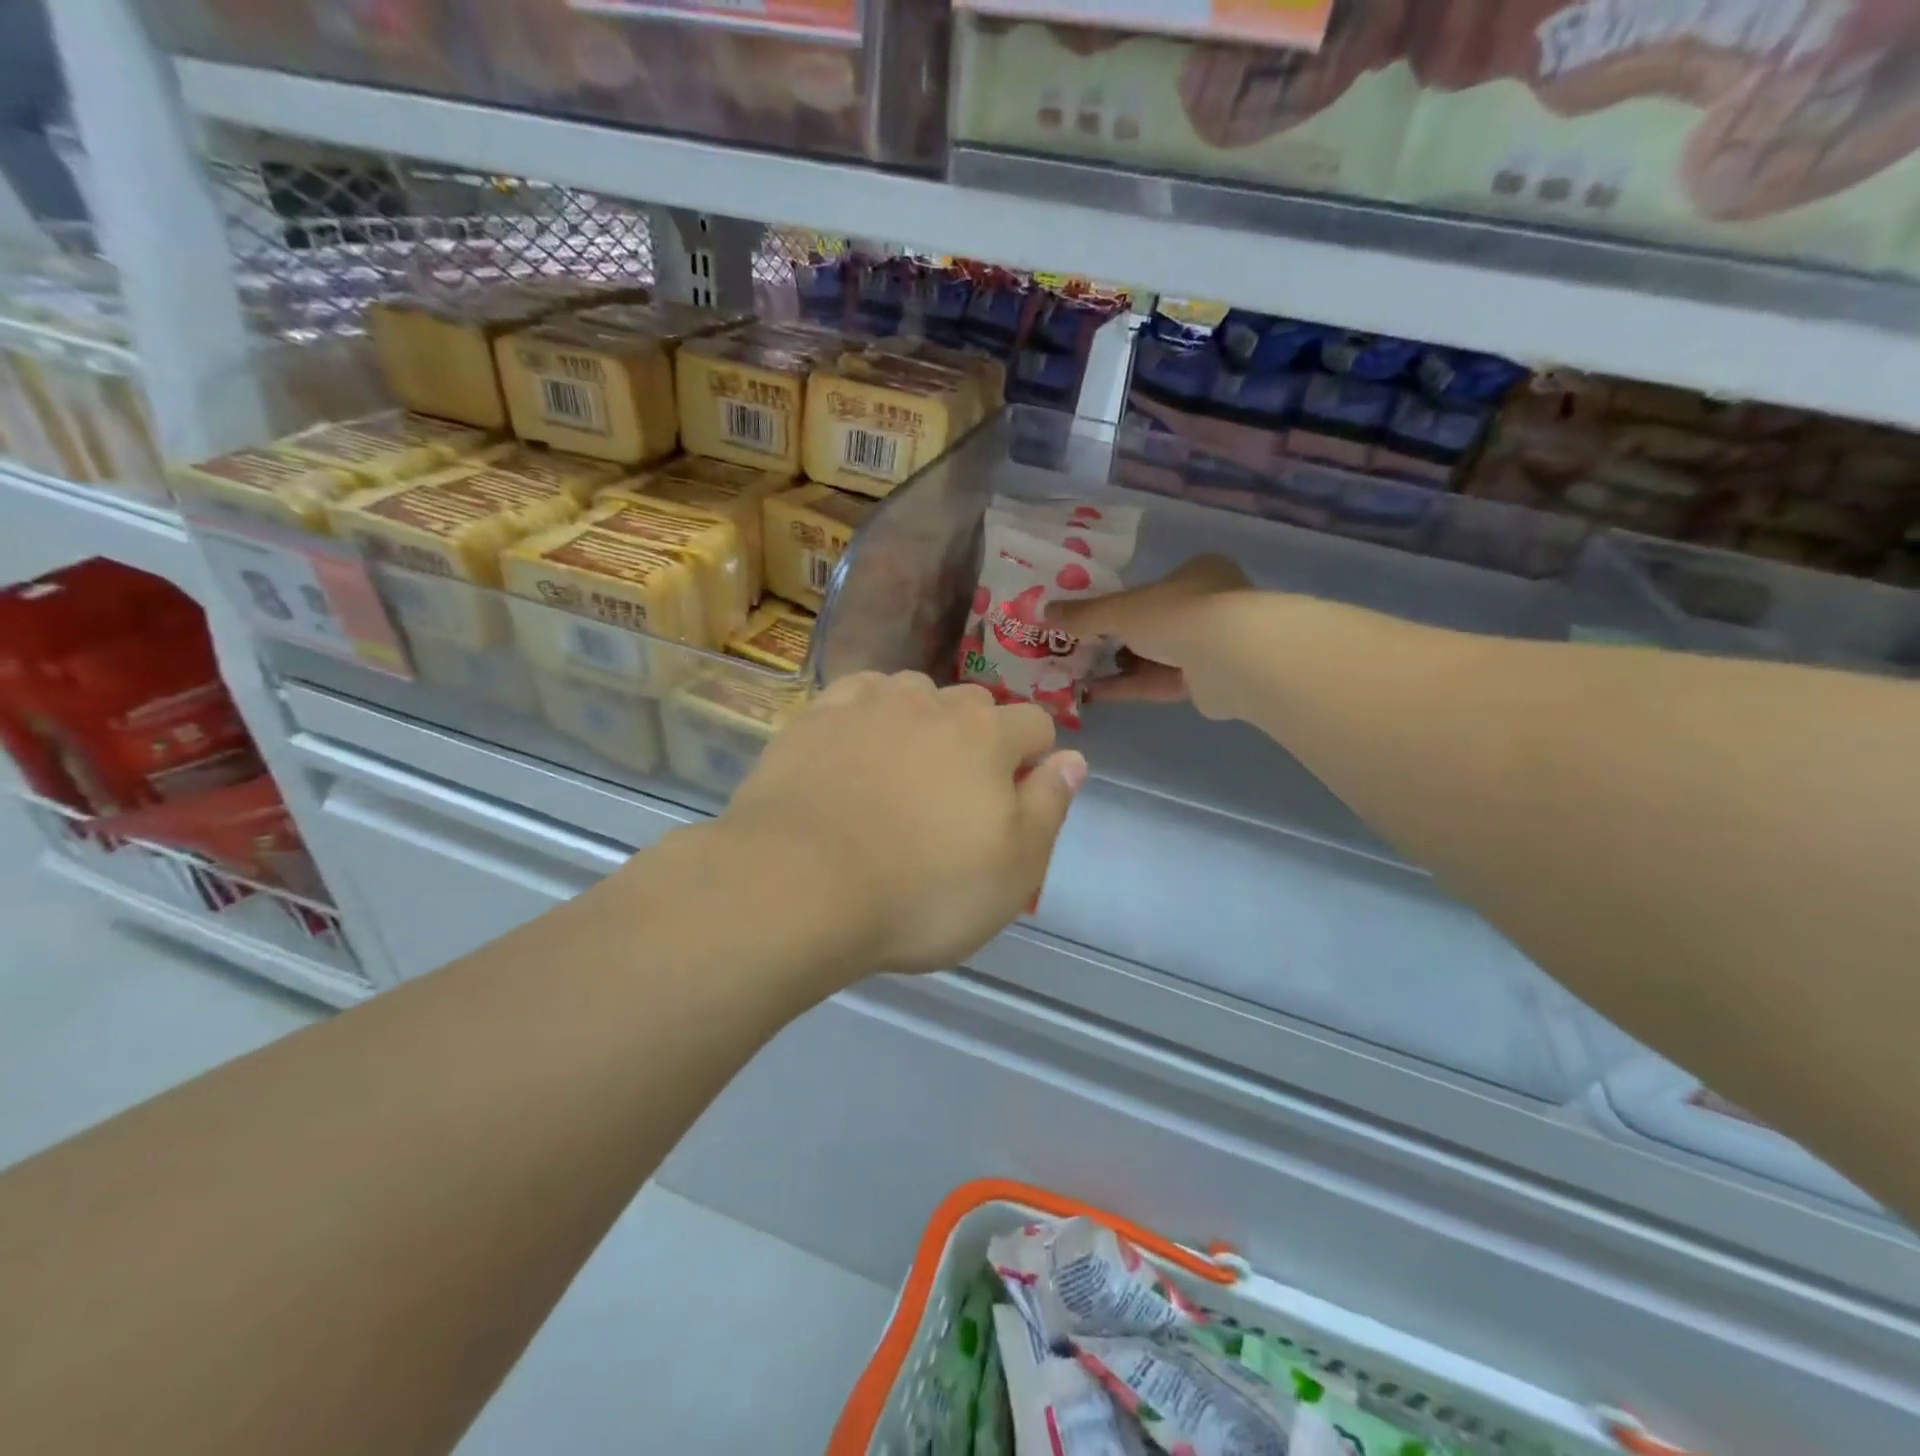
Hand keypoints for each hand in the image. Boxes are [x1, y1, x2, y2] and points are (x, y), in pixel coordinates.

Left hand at [722, 672, 1088, 975]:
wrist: (798, 886)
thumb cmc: (921, 891)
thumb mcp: (1014, 871)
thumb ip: (1050, 806)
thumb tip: (1073, 759)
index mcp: (988, 736)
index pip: (1034, 725)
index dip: (1034, 759)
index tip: (1015, 799)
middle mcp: (932, 703)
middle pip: (974, 705)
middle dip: (978, 740)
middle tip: (954, 797)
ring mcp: (868, 704)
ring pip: (914, 693)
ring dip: (921, 721)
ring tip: (900, 771)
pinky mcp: (815, 716)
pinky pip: (856, 696)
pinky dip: (866, 714)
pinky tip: (854, 747)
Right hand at [1047, 555, 1257, 719]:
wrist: (1232, 658)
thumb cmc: (1178, 614)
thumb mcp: (1121, 609)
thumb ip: (1084, 614)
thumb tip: (1043, 612)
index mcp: (1196, 574)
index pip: (1152, 587)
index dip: (1119, 603)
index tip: (1088, 619)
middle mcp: (1209, 606)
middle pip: (1151, 624)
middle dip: (1114, 640)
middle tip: (1077, 650)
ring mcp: (1211, 646)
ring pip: (1154, 656)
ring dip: (1117, 666)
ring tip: (1076, 674)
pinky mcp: (1208, 682)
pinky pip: (1159, 682)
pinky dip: (1127, 686)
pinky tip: (1092, 694)